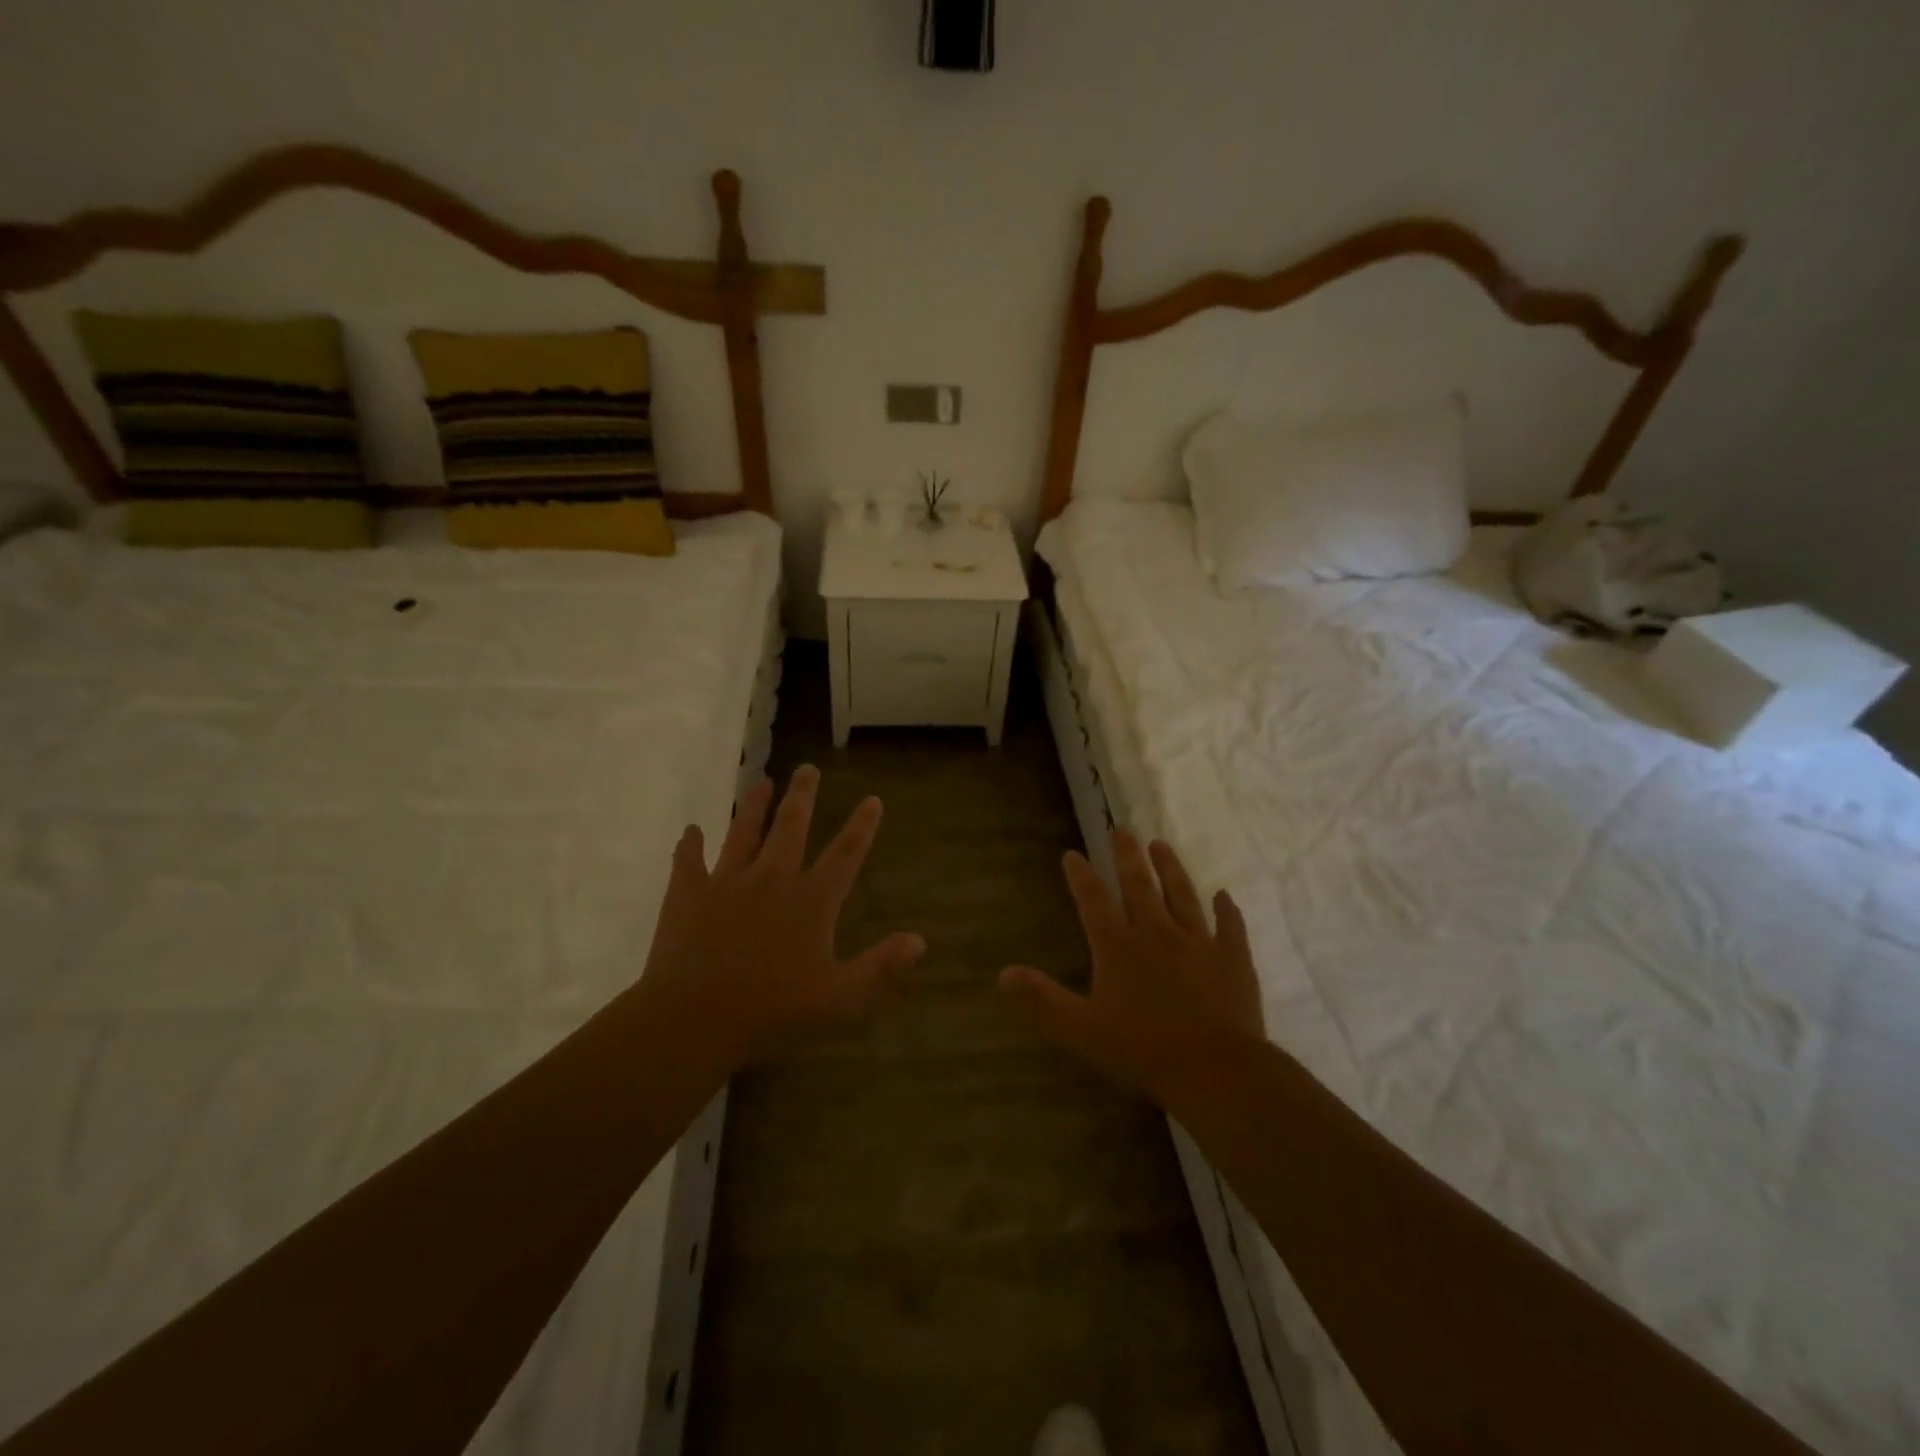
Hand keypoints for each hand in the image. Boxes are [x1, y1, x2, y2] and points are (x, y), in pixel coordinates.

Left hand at [640, 764, 925, 1069]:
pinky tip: (691, 830)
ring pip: (743, 832)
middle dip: (803, 795)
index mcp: (811, 901)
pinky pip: (688, 861)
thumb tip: (919, 940)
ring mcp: (727, 882)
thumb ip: (880, 966)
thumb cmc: (772, 1012)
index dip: (862, 826)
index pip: (845, 854)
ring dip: (754, 806)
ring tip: (761, 782)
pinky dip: (689, 845)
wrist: (694, 1019)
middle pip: (791, 826)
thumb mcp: (840, 999)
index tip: (872, 799)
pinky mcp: (688, 894)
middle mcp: (772, 879)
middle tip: (807, 768)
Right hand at [1000, 830, 1264, 1106]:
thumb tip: (1003, 974)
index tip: (1072, 853)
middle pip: (1139, 885)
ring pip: (1182, 895)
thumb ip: (1042, 999)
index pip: (1093, 901)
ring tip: (1161, 844)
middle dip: (1127, 855)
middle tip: (1121, 828)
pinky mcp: (1232, 959)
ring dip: (1171, 868)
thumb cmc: (1142, 1050)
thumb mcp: (1081, 1029)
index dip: (1080, 876)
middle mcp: (1156, 933)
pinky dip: (1226, 910)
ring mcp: (1198, 942)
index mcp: (1118, 947)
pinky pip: (1229, 927)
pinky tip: (1223, 895)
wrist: (1215, 1069)